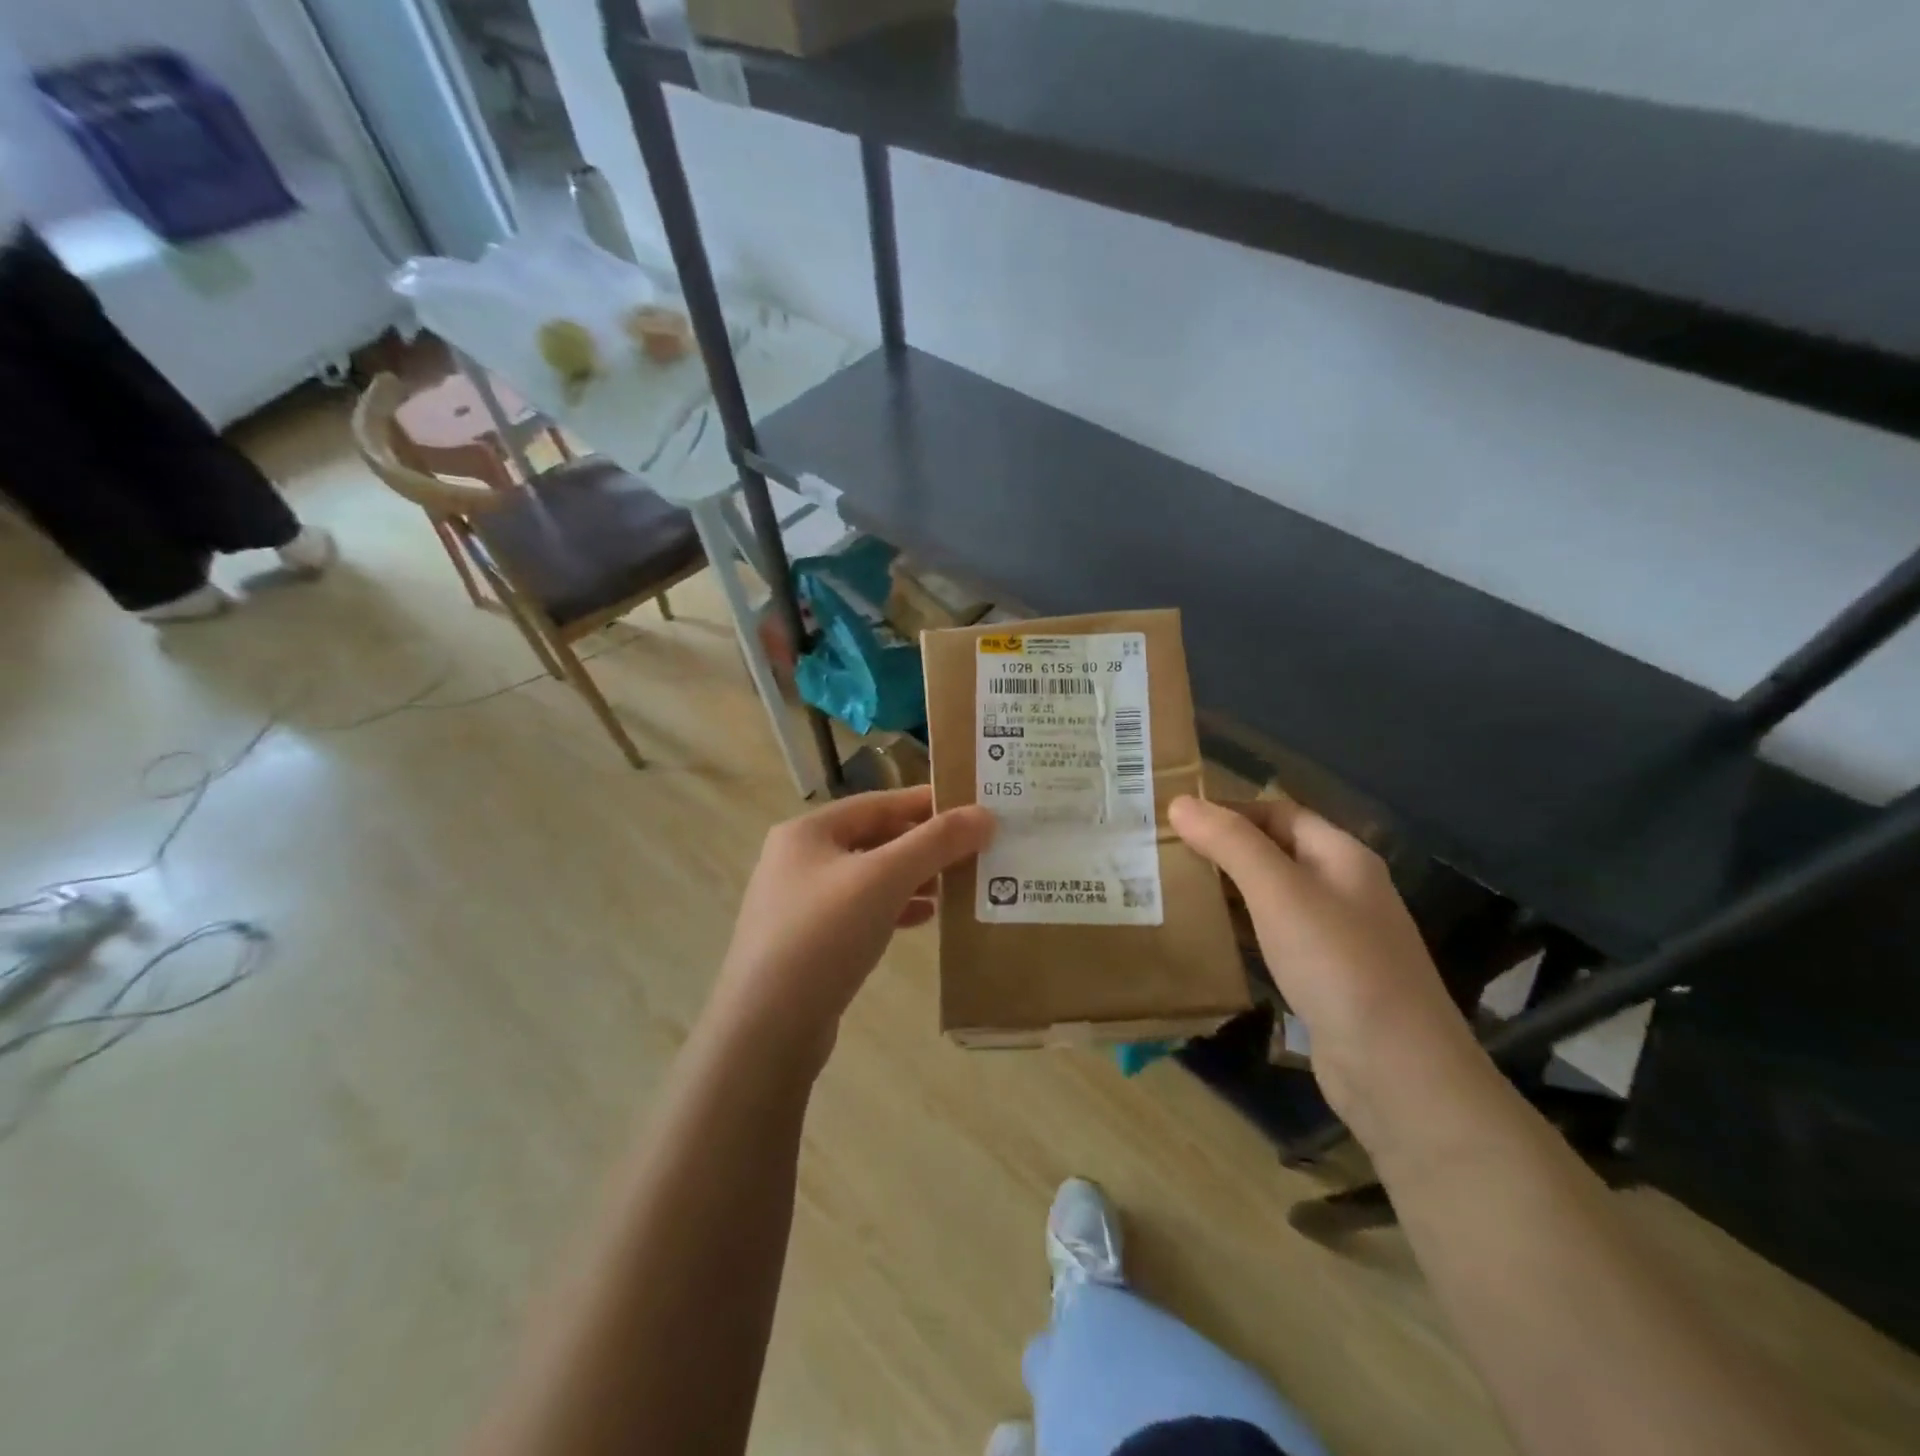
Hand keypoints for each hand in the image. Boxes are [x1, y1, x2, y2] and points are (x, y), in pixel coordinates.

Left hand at [711, 787, 994, 1062]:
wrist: (766, 1029)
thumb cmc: (824, 935)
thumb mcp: (885, 878)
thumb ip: (936, 842)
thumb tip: (984, 814)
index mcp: (807, 832)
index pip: (878, 803)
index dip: (926, 803)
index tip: (972, 808)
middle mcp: (798, 860)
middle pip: (873, 839)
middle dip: (922, 845)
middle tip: (971, 850)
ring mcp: (799, 904)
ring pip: (868, 878)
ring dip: (912, 879)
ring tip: (954, 887)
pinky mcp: (807, 943)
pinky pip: (859, 912)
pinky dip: (893, 909)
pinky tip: (924, 920)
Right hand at [1169, 793, 1479, 1124]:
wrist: (1396, 1071)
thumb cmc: (1337, 964)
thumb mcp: (1279, 892)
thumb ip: (1230, 843)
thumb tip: (1181, 802)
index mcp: (1341, 856)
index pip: (1279, 812)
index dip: (1229, 809)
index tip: (1175, 819)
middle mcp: (1343, 889)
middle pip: (1275, 852)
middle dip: (1223, 849)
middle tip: (1165, 855)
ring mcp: (1337, 936)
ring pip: (1272, 896)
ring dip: (1228, 890)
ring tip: (1174, 890)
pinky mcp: (1325, 977)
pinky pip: (1275, 936)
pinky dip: (1242, 928)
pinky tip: (1210, 938)